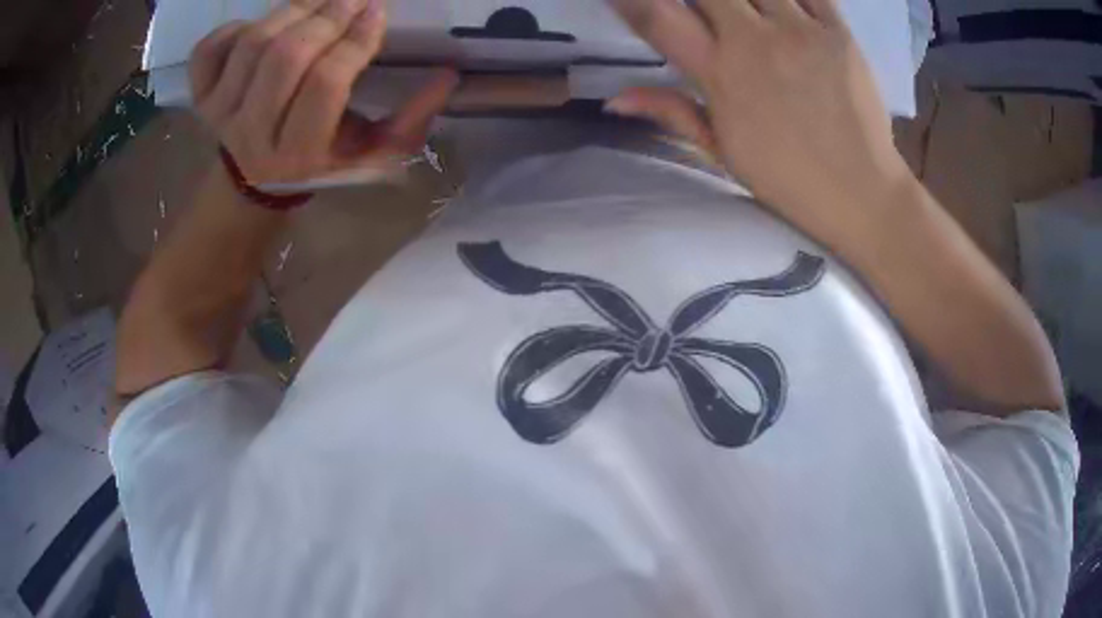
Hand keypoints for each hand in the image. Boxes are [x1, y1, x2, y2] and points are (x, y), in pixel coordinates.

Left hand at [189, 0, 457, 185]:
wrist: (254, 180)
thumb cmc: (320, 162)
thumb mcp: (370, 155)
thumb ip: (411, 120)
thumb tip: (447, 74)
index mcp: (299, 152)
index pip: (326, 83)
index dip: (354, 41)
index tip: (375, 14)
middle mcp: (253, 133)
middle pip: (286, 56)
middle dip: (326, 16)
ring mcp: (220, 112)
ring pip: (253, 43)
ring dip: (292, 10)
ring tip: (319, 0)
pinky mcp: (199, 97)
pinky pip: (209, 50)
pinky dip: (234, 27)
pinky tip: (260, 26)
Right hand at [608, 0, 911, 239]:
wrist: (862, 193)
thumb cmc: (788, 180)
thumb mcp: (723, 153)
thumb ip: (672, 113)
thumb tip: (614, 99)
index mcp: (720, 75)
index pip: (658, 18)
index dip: (632, 0)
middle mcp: (754, 41)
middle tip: (706, 12)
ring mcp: (800, 31)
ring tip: (744, 12)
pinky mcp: (838, 31)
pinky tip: (780, 6)